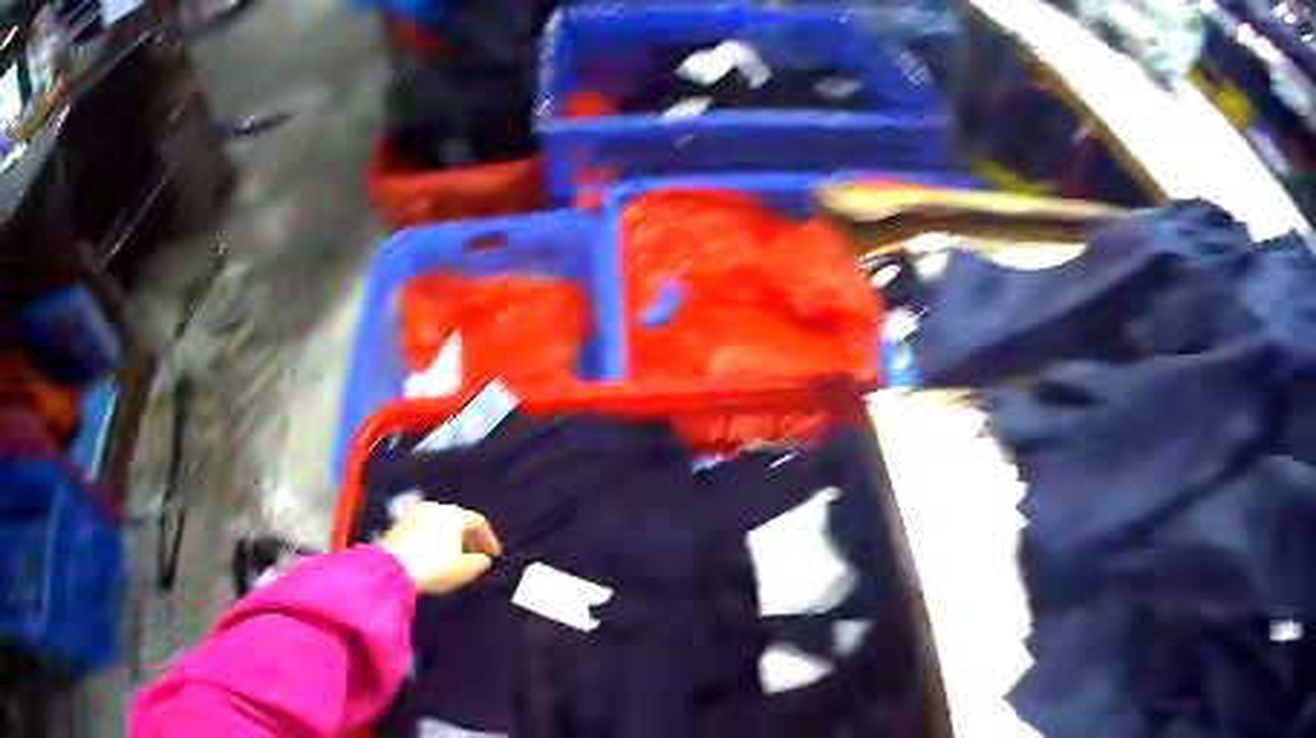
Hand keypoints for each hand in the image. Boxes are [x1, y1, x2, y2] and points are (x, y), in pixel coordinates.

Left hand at [382, 502, 502, 593]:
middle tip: (478, 553)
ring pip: (440, 522)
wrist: (394, 567)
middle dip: (470, 536)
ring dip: (451, 536)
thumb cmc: (434, 567)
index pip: (479, 522)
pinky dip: (435, 537)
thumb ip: (480, 562)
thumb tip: (483, 558)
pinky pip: (425, 527)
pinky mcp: (401, 523)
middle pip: (459, 519)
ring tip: (456, 553)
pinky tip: (435, 552)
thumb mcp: (465, 570)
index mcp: (455, 516)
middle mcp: (436, 508)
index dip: (489, 539)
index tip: (495, 554)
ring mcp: (416, 513)